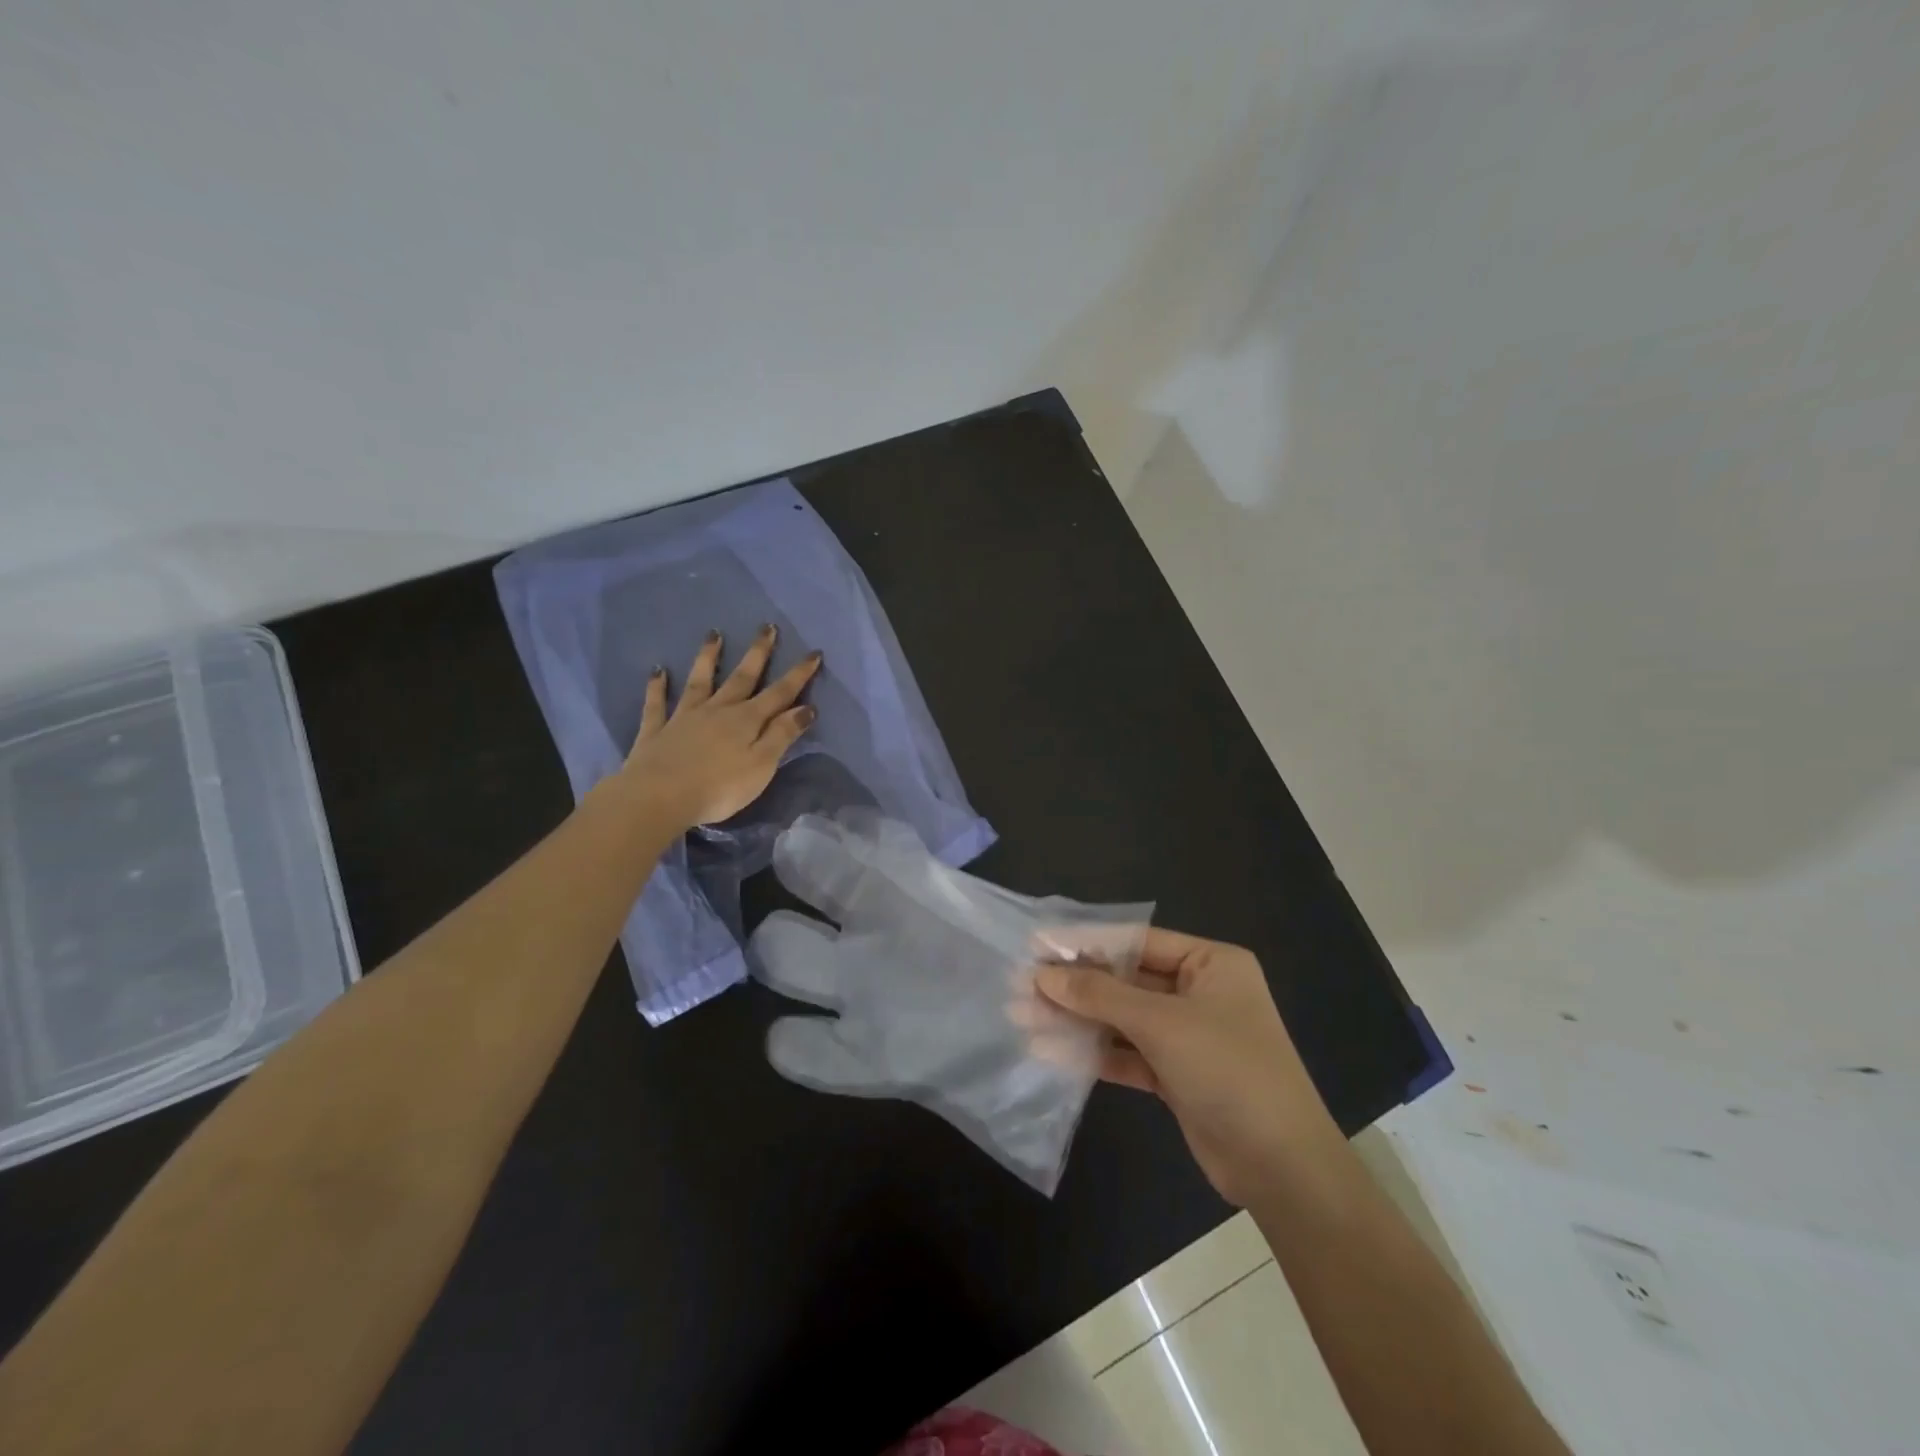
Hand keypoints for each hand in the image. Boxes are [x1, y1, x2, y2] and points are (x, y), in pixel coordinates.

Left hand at [618, 625, 821, 829]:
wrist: (659, 797)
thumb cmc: (719, 787)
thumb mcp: (762, 765)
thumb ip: (782, 735)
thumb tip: (806, 708)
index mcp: (747, 720)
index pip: (780, 693)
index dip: (798, 674)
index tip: (813, 653)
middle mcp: (718, 710)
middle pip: (742, 677)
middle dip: (758, 653)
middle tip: (767, 627)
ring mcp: (684, 717)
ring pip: (700, 681)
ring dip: (708, 658)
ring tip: (713, 635)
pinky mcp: (656, 730)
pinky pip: (657, 703)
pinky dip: (657, 686)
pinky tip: (657, 671)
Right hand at [1036, 930, 1338, 1204]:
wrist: (1281, 1168)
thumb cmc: (1228, 1070)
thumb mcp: (1161, 1024)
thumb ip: (1100, 996)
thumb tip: (1043, 976)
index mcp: (1211, 963)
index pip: (1136, 941)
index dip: (1084, 942)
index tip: (1035, 946)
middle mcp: (1199, 992)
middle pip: (1124, 980)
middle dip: (1074, 987)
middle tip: (1021, 987)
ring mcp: (1188, 1035)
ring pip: (1121, 1018)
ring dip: (1076, 1020)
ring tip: (1022, 1018)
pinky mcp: (1176, 1074)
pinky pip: (1127, 1053)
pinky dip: (1093, 1053)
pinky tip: (1050, 1051)